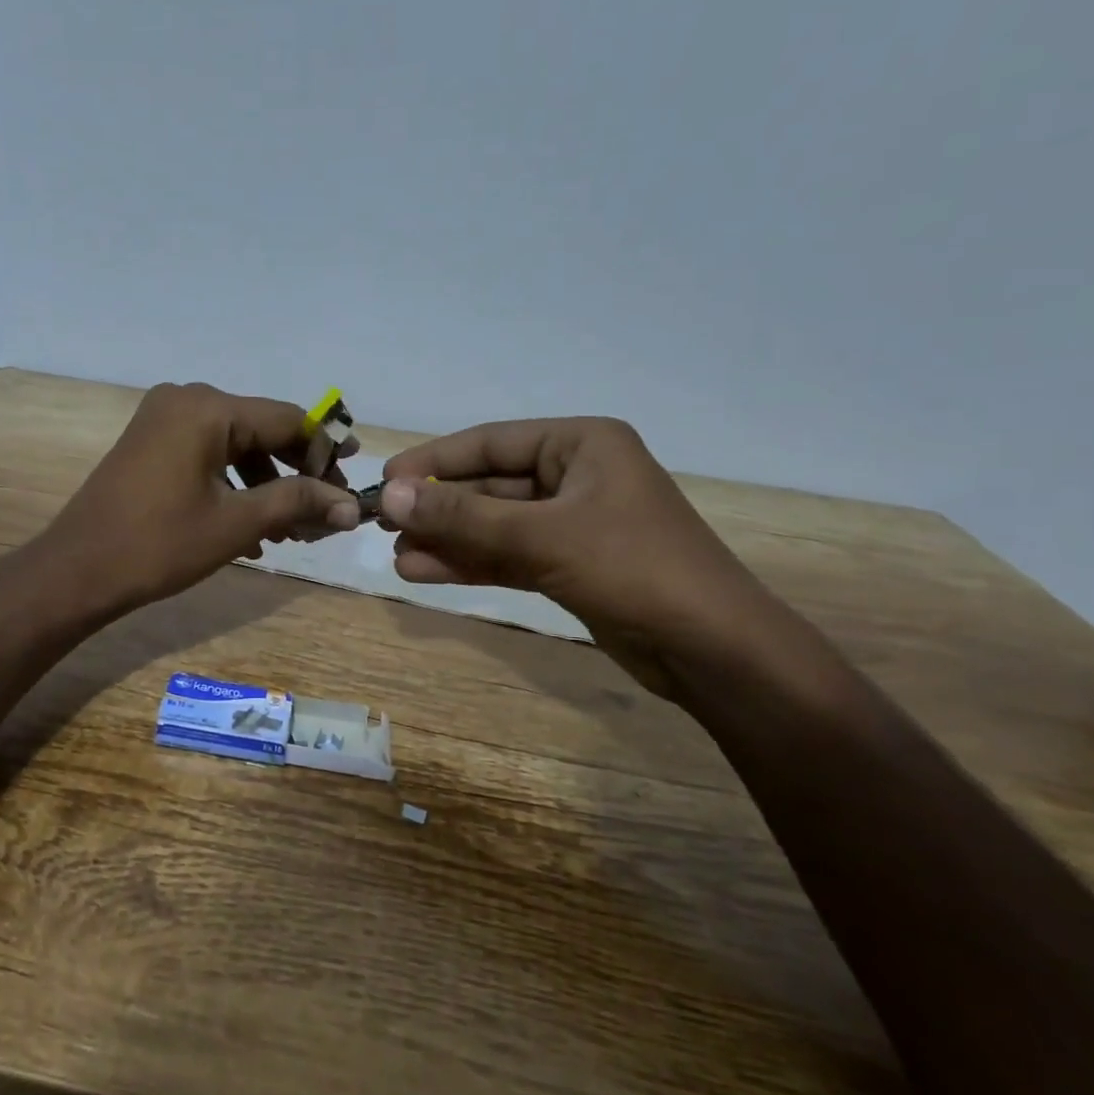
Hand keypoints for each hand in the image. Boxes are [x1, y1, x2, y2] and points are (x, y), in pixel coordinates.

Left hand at [43, 382, 360, 611]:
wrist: (77, 571)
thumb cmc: (158, 545)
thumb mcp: (236, 523)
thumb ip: (298, 503)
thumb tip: (352, 507)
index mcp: (207, 408)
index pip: (288, 419)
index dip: (325, 452)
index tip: (349, 487)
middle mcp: (186, 399)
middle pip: (262, 429)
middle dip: (296, 473)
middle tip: (324, 514)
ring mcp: (164, 420)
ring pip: (236, 446)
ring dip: (267, 486)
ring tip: (290, 532)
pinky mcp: (151, 443)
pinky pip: (208, 455)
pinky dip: (234, 486)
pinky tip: (251, 531)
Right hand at [377, 419, 771, 696]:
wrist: (712, 651)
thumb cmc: (633, 570)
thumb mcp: (541, 537)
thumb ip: (463, 518)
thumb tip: (389, 496)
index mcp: (582, 444)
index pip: (491, 443)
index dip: (434, 462)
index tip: (385, 482)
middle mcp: (576, 476)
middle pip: (489, 486)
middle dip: (438, 508)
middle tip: (381, 524)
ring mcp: (572, 524)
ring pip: (494, 526)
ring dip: (448, 540)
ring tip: (396, 557)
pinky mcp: (569, 566)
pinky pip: (507, 556)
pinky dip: (470, 564)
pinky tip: (424, 573)